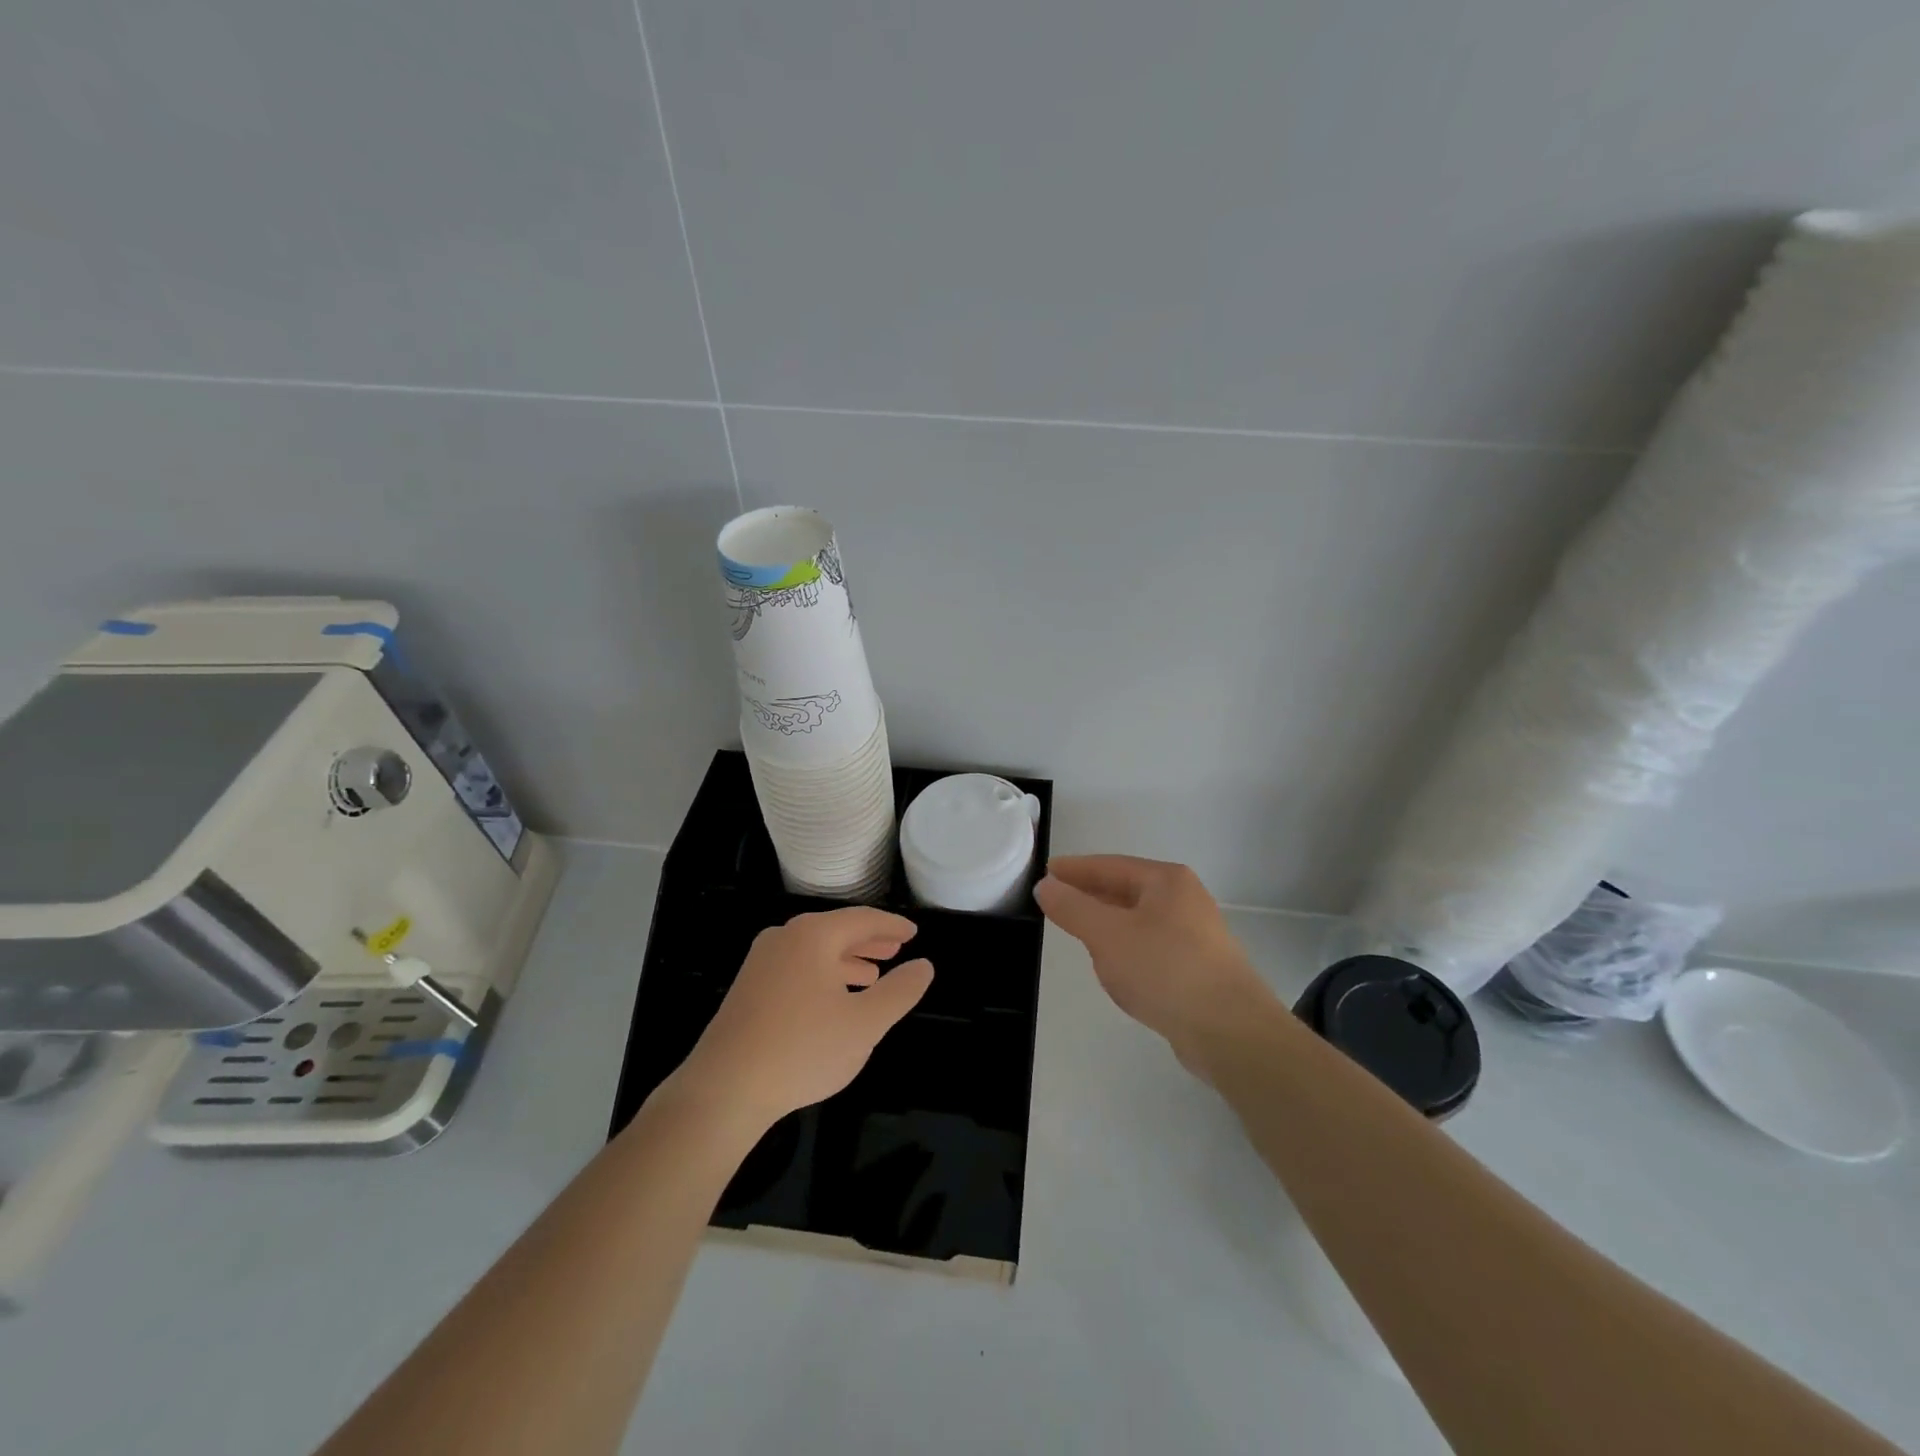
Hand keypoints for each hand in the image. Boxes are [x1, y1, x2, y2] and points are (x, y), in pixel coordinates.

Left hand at [670, 908, 933, 1128]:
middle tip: (897, 949)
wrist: (724, 1089)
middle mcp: (785, 937)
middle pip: (836, 931)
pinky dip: (822, 975)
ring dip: (846, 960)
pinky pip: (796, 968)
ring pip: (815, 951)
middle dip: (869, 941)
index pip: (863, 919)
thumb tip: (924, 965)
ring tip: (871, 976)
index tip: (914, 933)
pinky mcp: (748, 987)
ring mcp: (761, 962)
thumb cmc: (802, 1049)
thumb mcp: (865, 1024)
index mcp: (813, 935)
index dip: (892, 926)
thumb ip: (900, 991)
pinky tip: (833, 1000)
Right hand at [1034, 856, 1278, 1074]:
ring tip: (1079, 932)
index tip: (1045, 874)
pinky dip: (1126, 950)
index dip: (1075, 870)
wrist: (1230, 1031)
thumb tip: (1045, 886)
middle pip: (1126, 889)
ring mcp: (1195, 935)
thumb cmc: (1165, 969)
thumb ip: (1073, 908)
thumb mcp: (1107, 935)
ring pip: (1138, 920)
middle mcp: (1185, 900)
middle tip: (1056, 902)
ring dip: (1108, 924)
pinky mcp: (1198, 968)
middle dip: (1091, 895)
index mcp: (1166, 881)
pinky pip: (1151, 947)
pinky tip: (1115, 967)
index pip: (1110, 866)